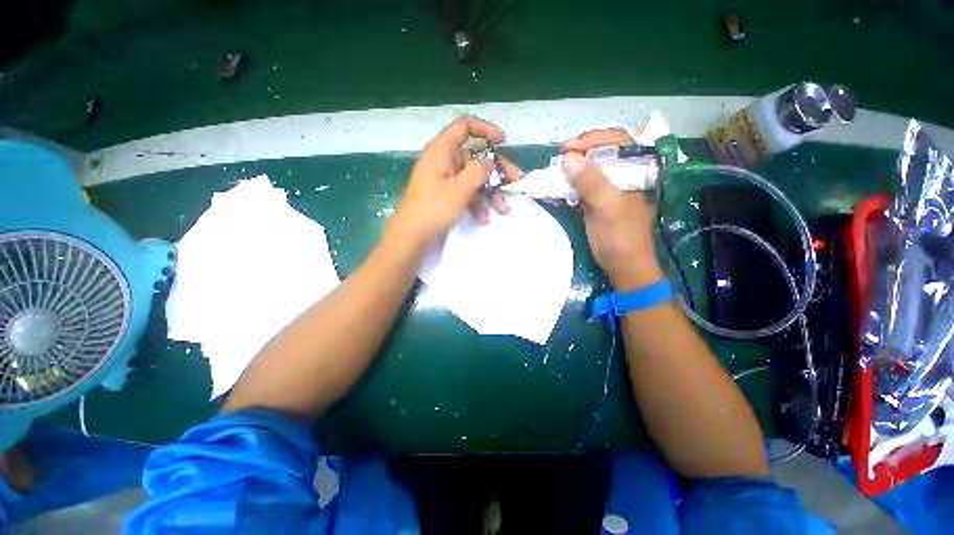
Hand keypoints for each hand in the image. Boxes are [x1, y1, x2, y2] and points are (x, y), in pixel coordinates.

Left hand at [389, 117, 519, 248]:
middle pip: (475, 158)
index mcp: (442, 150)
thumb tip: (490, 161)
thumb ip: (478, 171)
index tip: (503, 142)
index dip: (485, 129)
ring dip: (490, 193)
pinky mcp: (445, 195)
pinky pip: (465, 193)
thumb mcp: (460, 189)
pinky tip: (484, 218)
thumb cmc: (433, 209)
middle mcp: (444, 161)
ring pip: (473, 179)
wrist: (411, 237)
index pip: (465, 127)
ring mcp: (444, 179)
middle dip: (496, 171)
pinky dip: (476, 203)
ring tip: (503, 209)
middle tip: (516, 182)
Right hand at [562, 128, 662, 288]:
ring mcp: (606, 189)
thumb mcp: (609, 207)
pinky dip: (563, 190)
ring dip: (566, 174)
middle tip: (556, 162)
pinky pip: (577, 189)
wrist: (622, 265)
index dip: (592, 140)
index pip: (616, 141)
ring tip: (549, 177)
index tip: (567, 149)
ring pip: (585, 172)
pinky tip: (551, 194)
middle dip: (575, 156)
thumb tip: (567, 158)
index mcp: (635, 171)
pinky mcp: (593, 202)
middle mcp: (621, 175)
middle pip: (597, 154)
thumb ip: (592, 182)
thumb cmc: (621, 236)